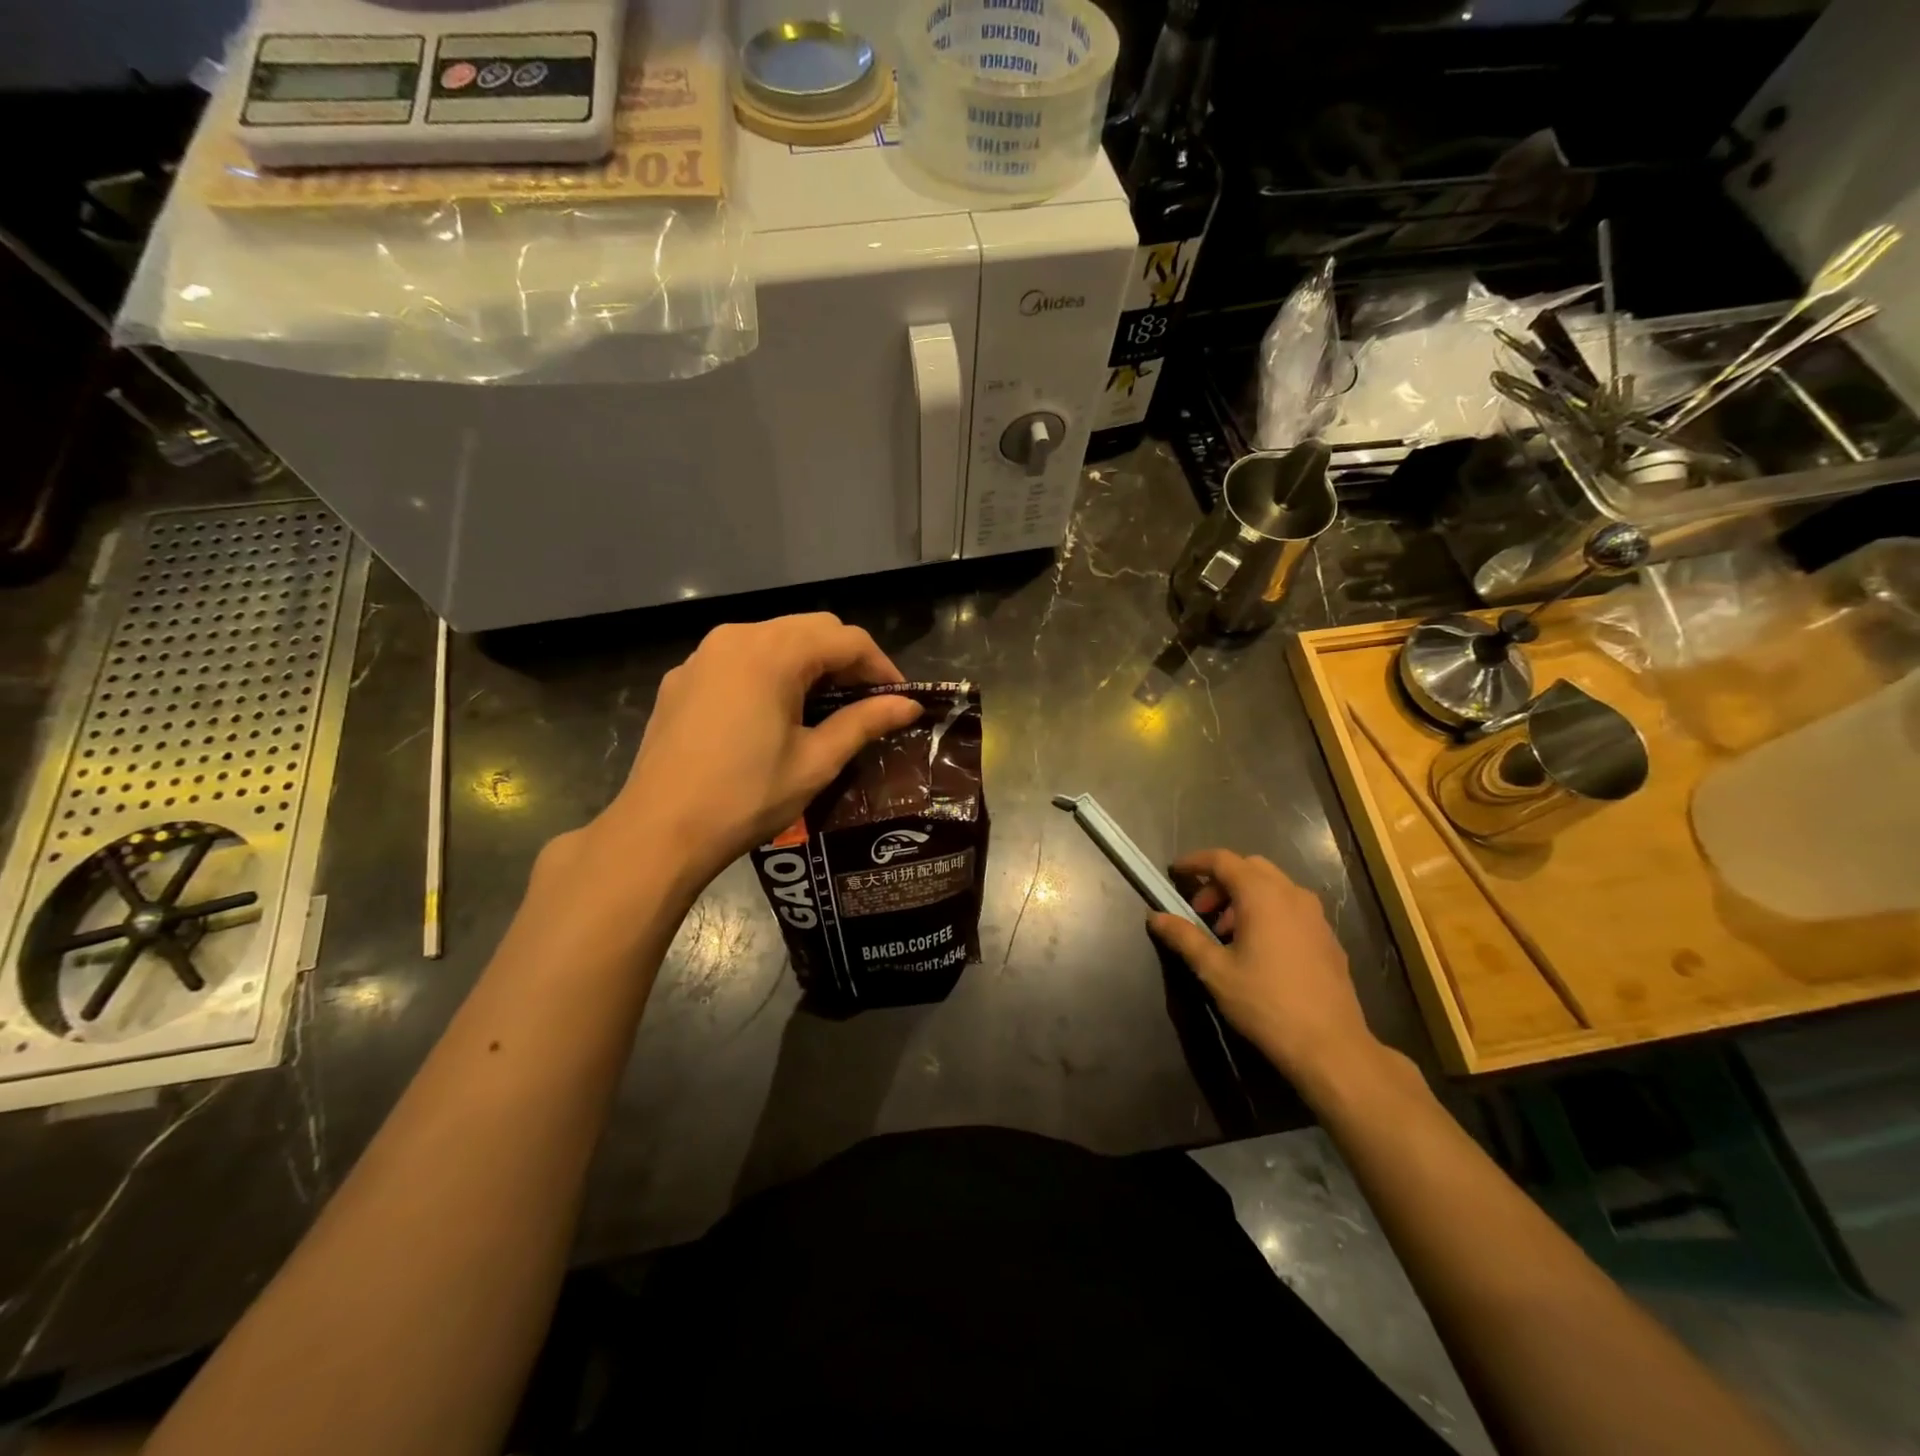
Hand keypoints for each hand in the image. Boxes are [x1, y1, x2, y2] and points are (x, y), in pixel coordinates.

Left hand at [588, 614, 921, 891]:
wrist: (659, 831)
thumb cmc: (746, 796)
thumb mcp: (816, 761)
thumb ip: (865, 722)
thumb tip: (909, 705)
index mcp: (773, 652)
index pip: (846, 639)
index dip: (881, 667)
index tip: (900, 700)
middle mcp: (736, 637)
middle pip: (811, 629)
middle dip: (847, 660)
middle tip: (867, 703)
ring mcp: (703, 656)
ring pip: (774, 639)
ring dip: (809, 664)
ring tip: (826, 707)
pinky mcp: (682, 679)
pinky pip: (740, 659)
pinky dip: (771, 673)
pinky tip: (774, 713)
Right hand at [1147, 849, 1383, 1094]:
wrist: (1330, 1046)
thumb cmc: (1266, 1003)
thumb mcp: (1215, 971)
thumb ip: (1184, 937)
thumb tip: (1155, 917)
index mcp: (1262, 895)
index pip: (1222, 860)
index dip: (1195, 862)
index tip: (1175, 873)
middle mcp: (1292, 894)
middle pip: (1249, 868)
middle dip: (1220, 882)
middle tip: (1200, 912)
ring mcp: (1315, 915)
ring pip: (1273, 887)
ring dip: (1244, 897)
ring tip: (1226, 934)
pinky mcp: (1327, 937)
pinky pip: (1291, 908)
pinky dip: (1267, 911)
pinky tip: (1258, 950)